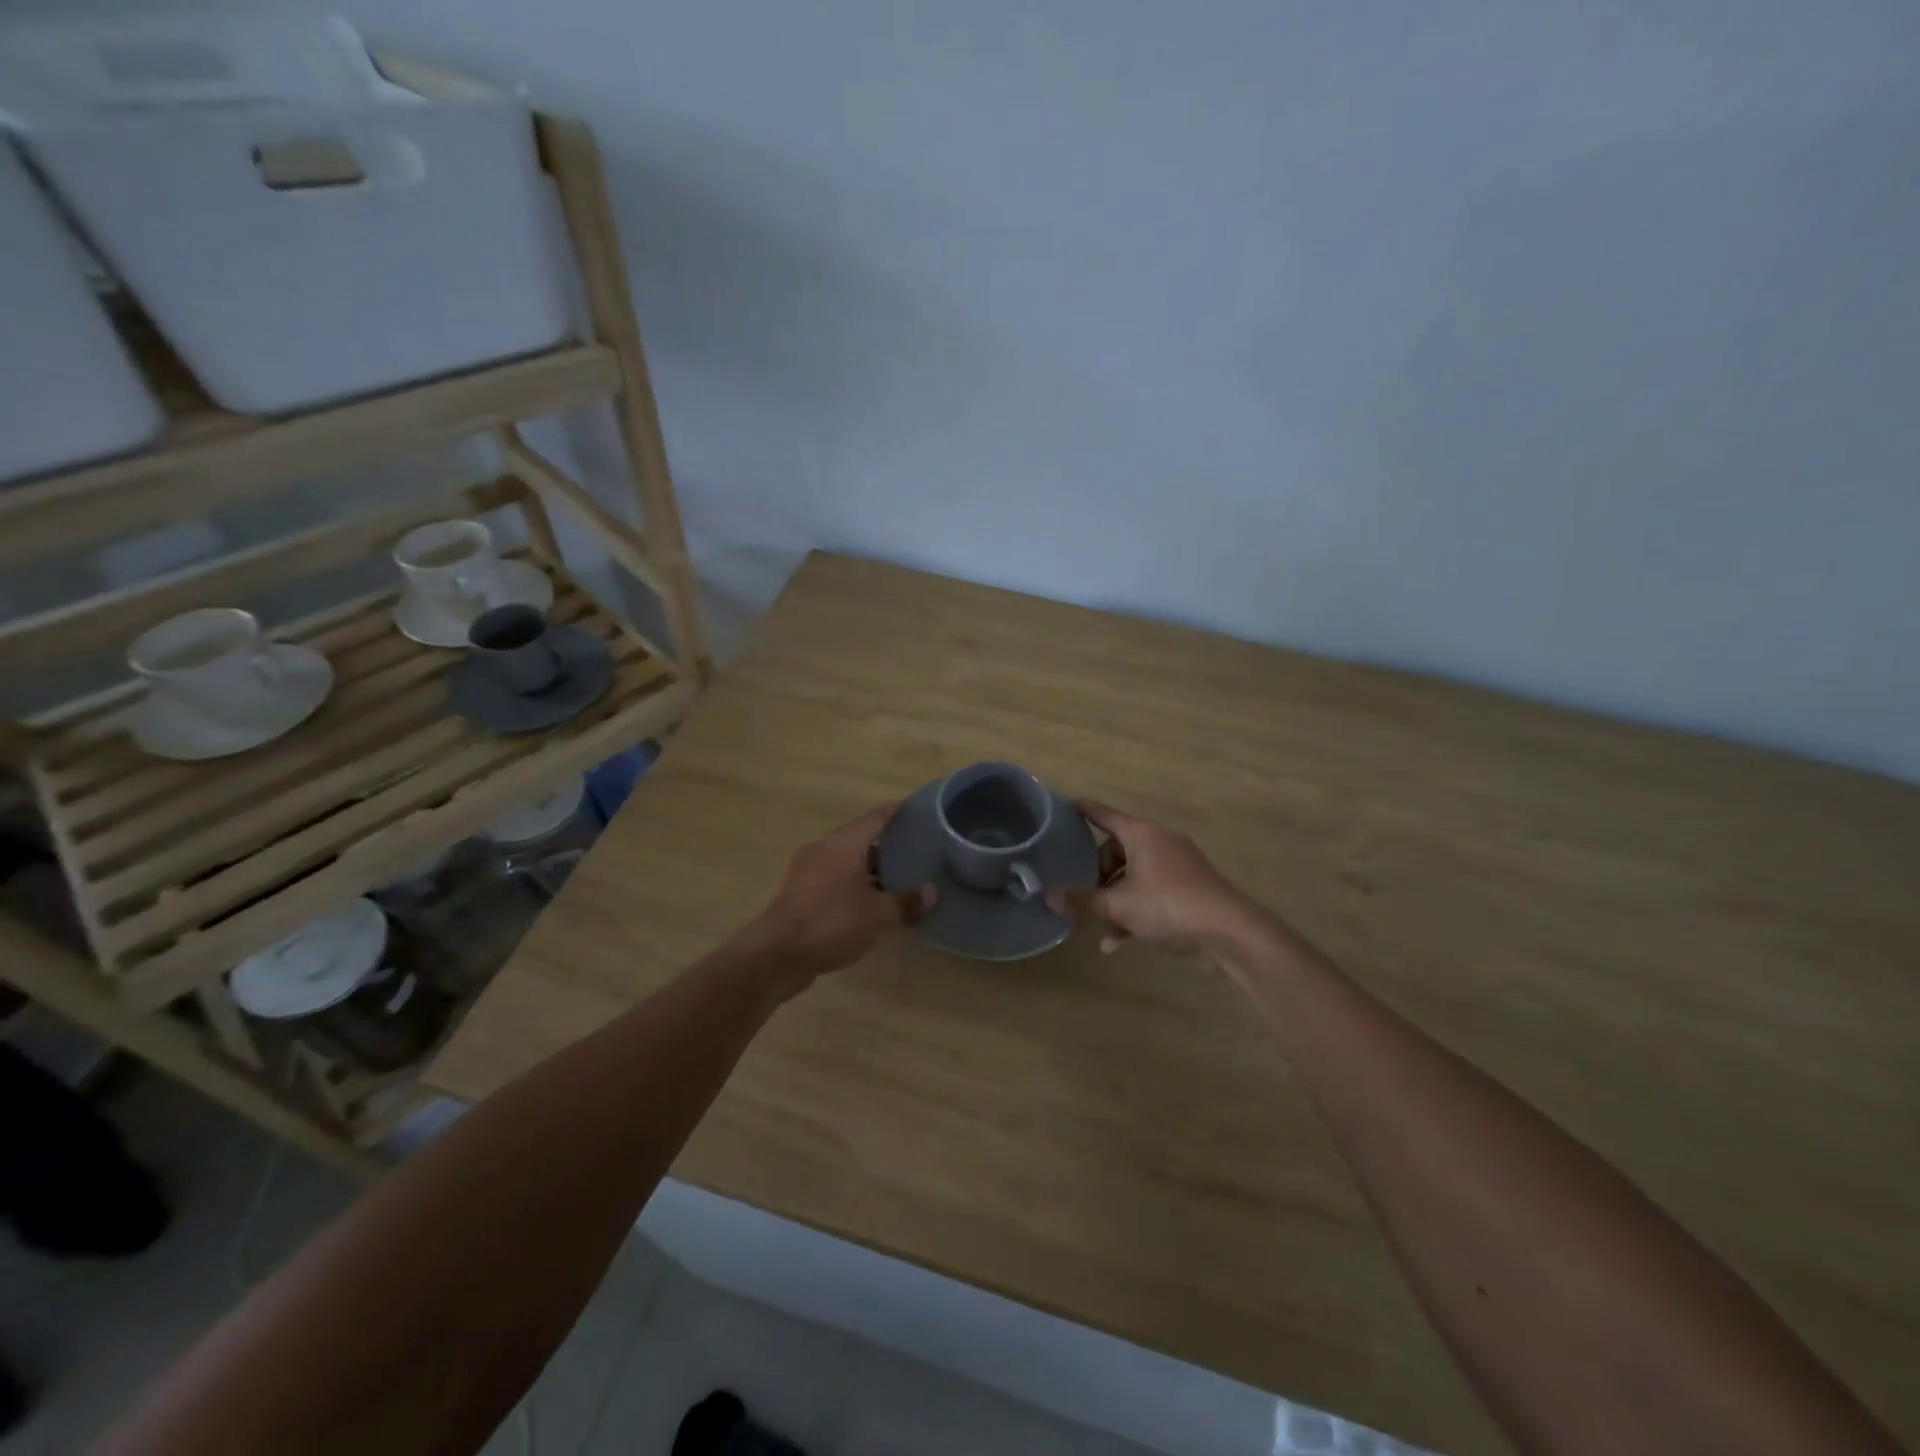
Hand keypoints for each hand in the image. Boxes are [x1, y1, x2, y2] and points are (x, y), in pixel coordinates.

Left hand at [749, 802, 935, 985]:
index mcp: (843, 843)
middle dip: (885, 843)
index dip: (896, 811)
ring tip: (896, 878)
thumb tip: (932, 893)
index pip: (875, 817)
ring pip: (845, 860)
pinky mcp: (799, 893)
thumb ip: (906, 902)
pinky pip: (833, 878)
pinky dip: (852, 883)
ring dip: (868, 867)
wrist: (777, 954)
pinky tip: (868, 901)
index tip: (916, 808)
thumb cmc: (832, 922)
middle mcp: (824, 849)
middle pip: (859, 837)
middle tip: (914, 849)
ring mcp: (807, 870)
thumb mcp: (878, 915)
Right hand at [1046, 799, 1259, 954]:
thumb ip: (1083, 901)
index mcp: (1142, 834)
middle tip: (1086, 894)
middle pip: (1117, 849)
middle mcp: (1159, 841)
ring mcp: (1177, 864)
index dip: (1083, 810)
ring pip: (1134, 875)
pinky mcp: (1188, 887)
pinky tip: (1118, 942)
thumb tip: (1048, 896)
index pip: (1104, 814)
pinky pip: (1152, 891)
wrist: (1229, 931)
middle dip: (1098, 873)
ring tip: (1099, 926)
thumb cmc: (1169, 905)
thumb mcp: (1119, 906)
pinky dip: (1135, 910)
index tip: (1066, 807)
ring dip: (1115, 899)